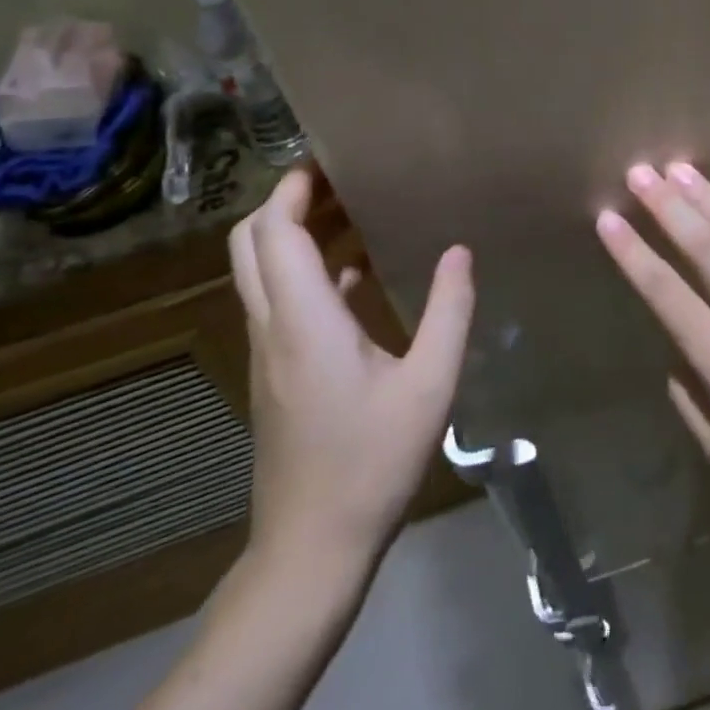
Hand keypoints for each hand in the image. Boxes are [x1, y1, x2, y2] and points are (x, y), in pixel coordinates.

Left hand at [228, 169, 474, 578]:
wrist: (311, 549)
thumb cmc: (370, 462)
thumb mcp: (429, 384)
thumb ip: (448, 311)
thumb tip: (459, 251)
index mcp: (303, 321)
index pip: (275, 233)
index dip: (292, 188)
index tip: (330, 159)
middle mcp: (273, 326)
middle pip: (249, 244)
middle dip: (286, 202)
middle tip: (339, 180)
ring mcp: (268, 352)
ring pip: (260, 272)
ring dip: (295, 234)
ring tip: (355, 213)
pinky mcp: (276, 373)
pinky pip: (278, 301)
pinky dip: (306, 272)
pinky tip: (357, 275)